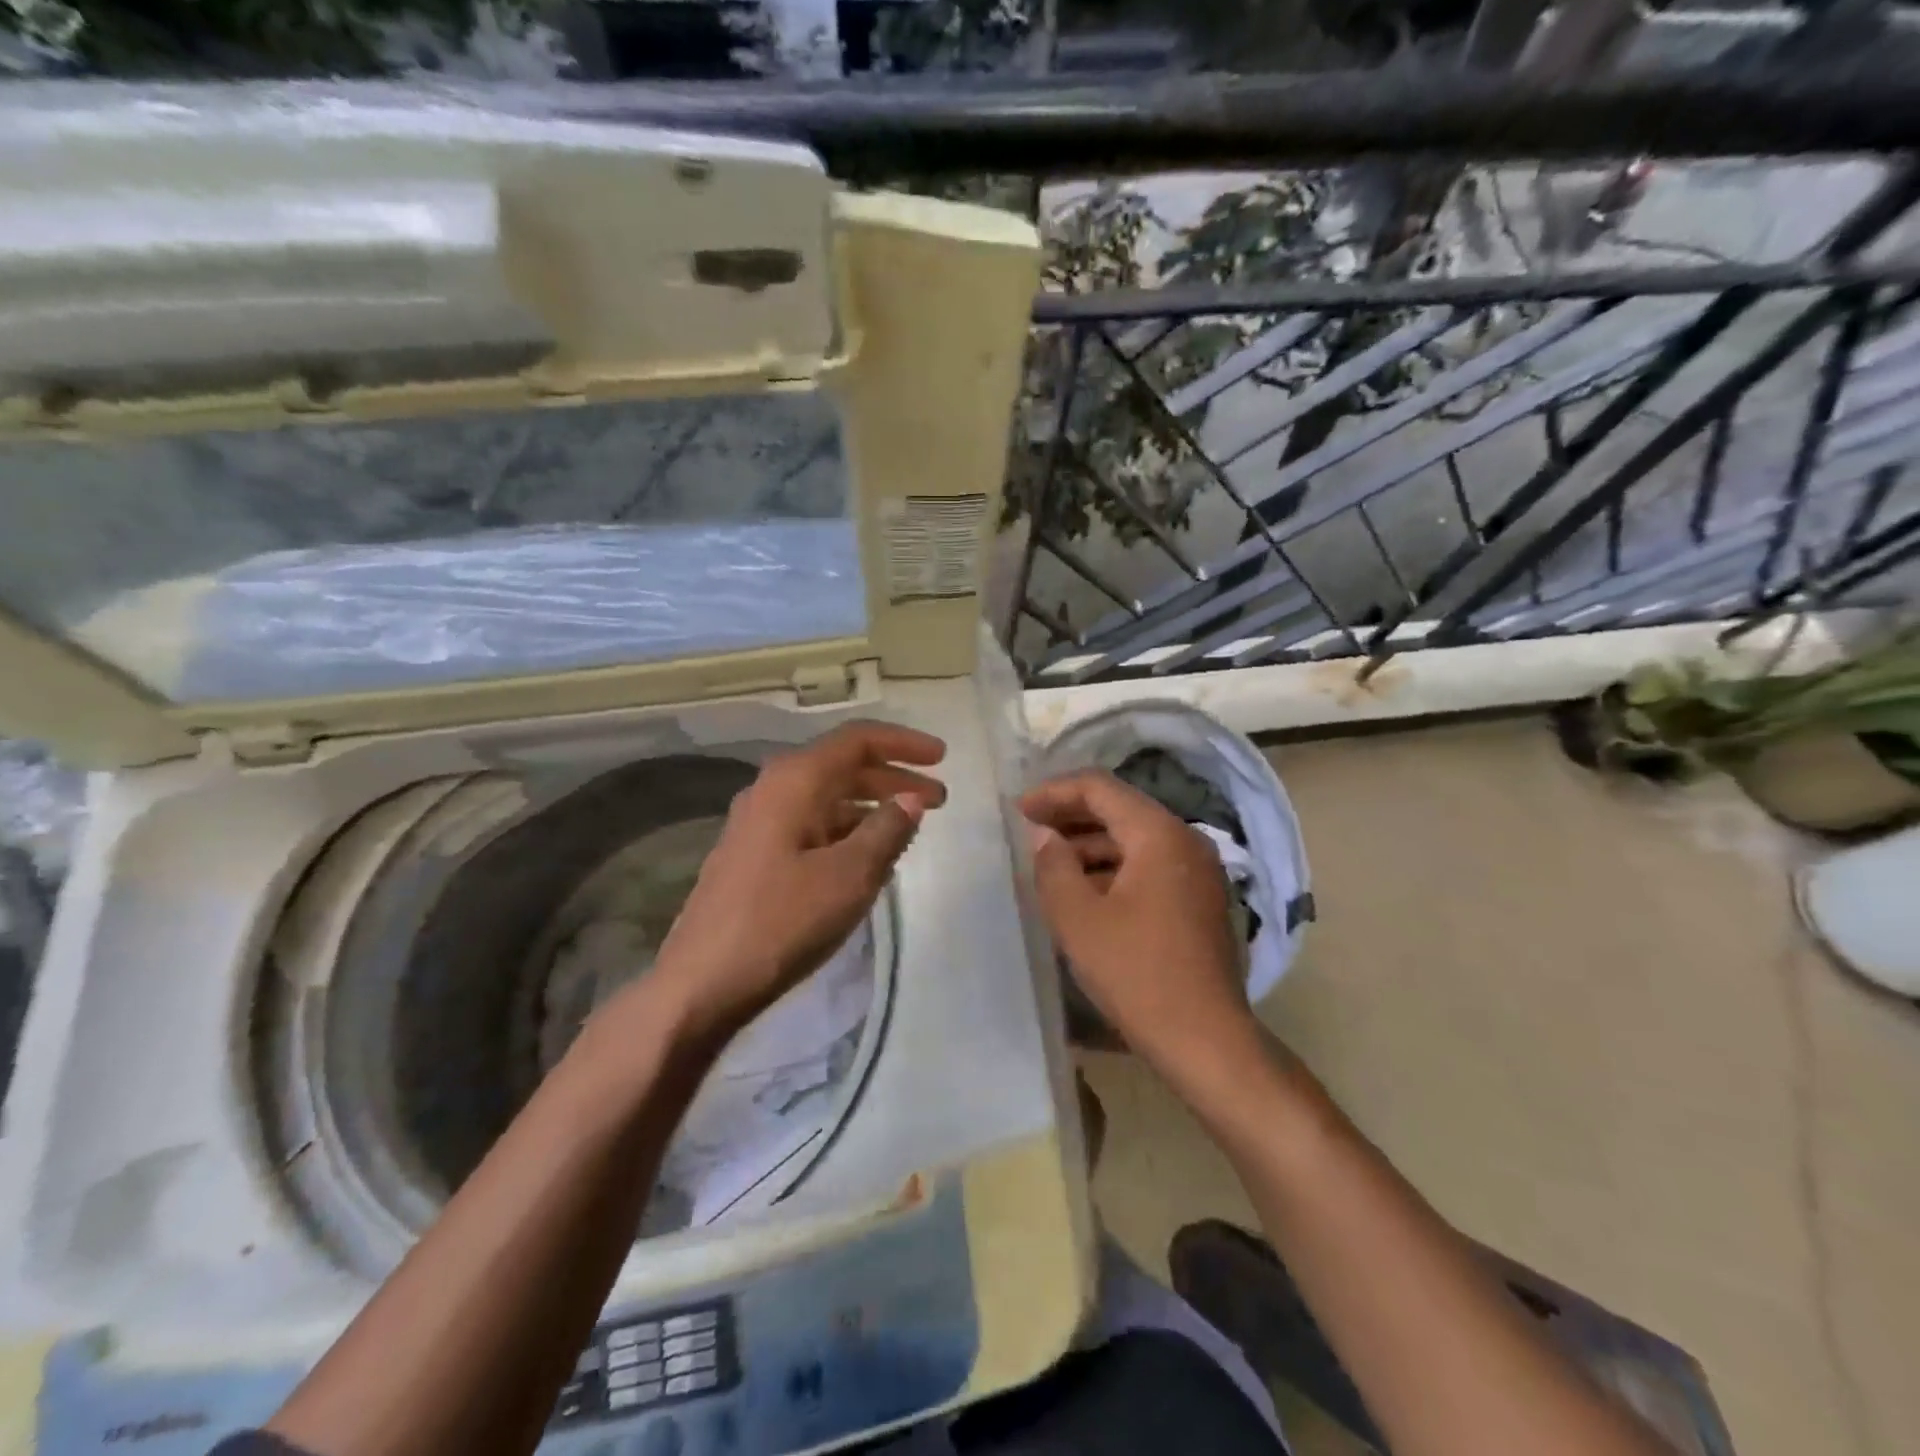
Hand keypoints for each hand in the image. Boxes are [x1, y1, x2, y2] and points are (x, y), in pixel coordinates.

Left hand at [648, 722, 946, 1040]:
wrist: (703, 982)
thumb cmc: (782, 922)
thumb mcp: (849, 876)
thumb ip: (887, 830)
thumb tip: (912, 798)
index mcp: (794, 781)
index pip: (857, 740)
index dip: (903, 743)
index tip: (942, 758)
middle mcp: (773, 790)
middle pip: (842, 766)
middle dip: (893, 778)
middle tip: (938, 799)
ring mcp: (759, 823)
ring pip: (827, 798)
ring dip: (871, 806)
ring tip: (909, 829)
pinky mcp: (755, 854)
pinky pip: (812, 825)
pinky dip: (847, 830)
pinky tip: (868, 856)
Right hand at [1021, 770, 1256, 1078]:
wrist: (1205, 1040)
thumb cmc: (1136, 974)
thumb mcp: (1078, 919)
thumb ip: (1053, 866)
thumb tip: (1044, 836)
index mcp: (1159, 834)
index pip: (1100, 788)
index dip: (1054, 792)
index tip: (1018, 810)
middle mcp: (1185, 840)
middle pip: (1120, 809)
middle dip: (1070, 816)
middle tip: (1028, 829)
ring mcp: (1197, 871)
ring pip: (1134, 838)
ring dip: (1090, 844)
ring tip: (1049, 862)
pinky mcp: (1198, 899)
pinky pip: (1148, 865)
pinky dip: (1113, 867)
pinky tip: (1083, 890)